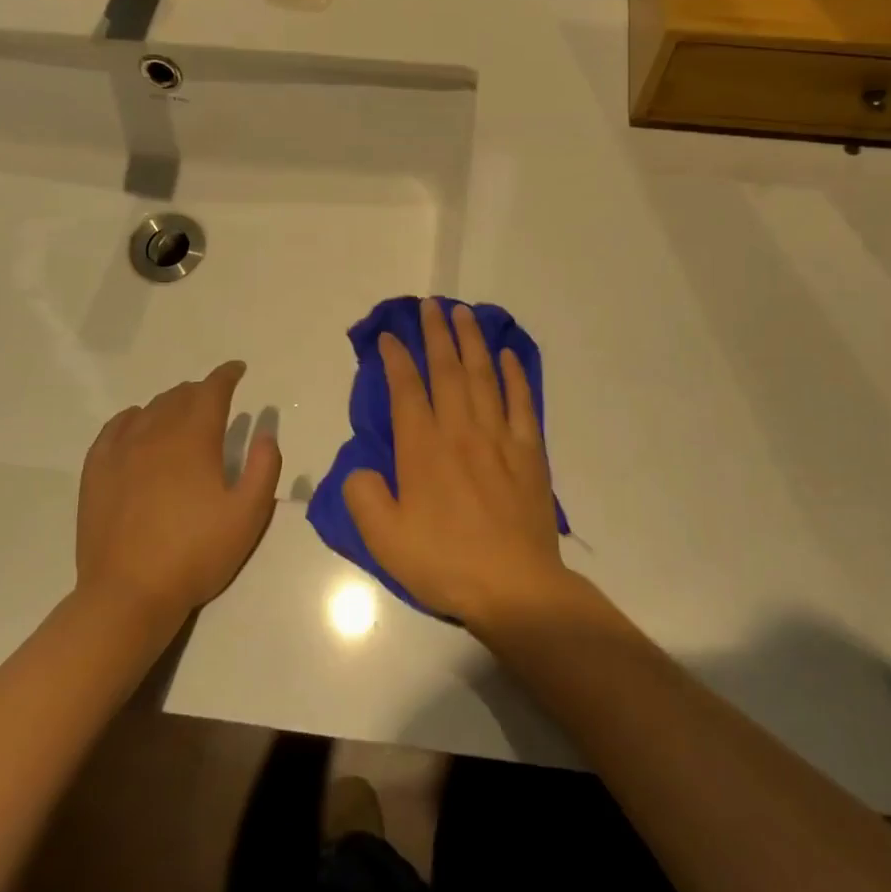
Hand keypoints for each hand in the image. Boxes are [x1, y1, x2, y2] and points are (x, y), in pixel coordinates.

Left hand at [75, 361, 282, 628]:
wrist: (129, 593)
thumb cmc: (196, 554)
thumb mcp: (249, 515)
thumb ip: (265, 469)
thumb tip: (265, 435)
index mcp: (194, 440)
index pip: (212, 392)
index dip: (226, 376)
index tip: (237, 370)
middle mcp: (156, 434)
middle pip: (179, 396)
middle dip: (201, 391)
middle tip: (215, 399)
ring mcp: (121, 452)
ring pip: (149, 409)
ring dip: (170, 403)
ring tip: (182, 412)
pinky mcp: (97, 472)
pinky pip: (114, 429)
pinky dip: (132, 418)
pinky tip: (137, 424)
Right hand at [343, 300, 568, 626]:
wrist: (514, 587)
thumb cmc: (445, 563)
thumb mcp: (385, 540)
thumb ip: (364, 497)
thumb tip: (361, 471)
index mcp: (422, 449)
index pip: (406, 390)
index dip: (396, 359)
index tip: (389, 336)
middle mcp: (460, 431)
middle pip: (447, 370)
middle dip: (436, 334)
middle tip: (431, 304)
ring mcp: (499, 438)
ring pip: (484, 377)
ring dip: (472, 342)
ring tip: (465, 314)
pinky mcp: (529, 452)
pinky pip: (522, 402)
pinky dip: (515, 375)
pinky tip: (507, 356)